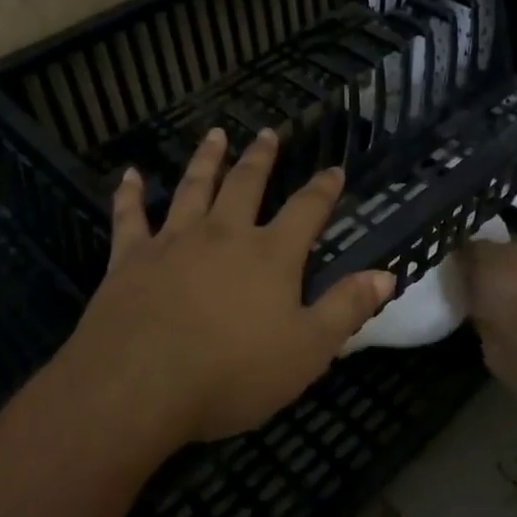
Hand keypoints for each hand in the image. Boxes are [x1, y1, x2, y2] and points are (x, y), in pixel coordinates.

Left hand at [57, 127, 396, 446]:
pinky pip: (130, 216)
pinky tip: (130, 175)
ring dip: (206, 159)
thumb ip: (346, 308)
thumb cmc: (232, 373)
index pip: (306, 210)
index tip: (333, 168)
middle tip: (268, 132)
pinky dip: (130, 194)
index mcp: (270, 255)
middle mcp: (224, 234)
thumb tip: (386, 275)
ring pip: (193, 187)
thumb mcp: (308, 350)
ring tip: (215, 135)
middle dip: (261, 157)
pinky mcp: (131, 257)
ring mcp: (174, 241)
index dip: (323, 189)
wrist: (141, 383)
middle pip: (246, 184)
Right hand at [461, 235, 516, 371]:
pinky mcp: (513, 324)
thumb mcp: (479, 253)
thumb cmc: (504, 286)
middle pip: (495, 263)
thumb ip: (468, 245)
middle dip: (473, 267)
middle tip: (447, 267)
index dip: (477, 239)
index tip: (454, 246)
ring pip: (490, 288)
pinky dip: (474, 310)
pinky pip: (486, 310)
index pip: (500, 237)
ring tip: (448, 287)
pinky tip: (457, 308)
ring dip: (473, 290)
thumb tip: (459, 246)